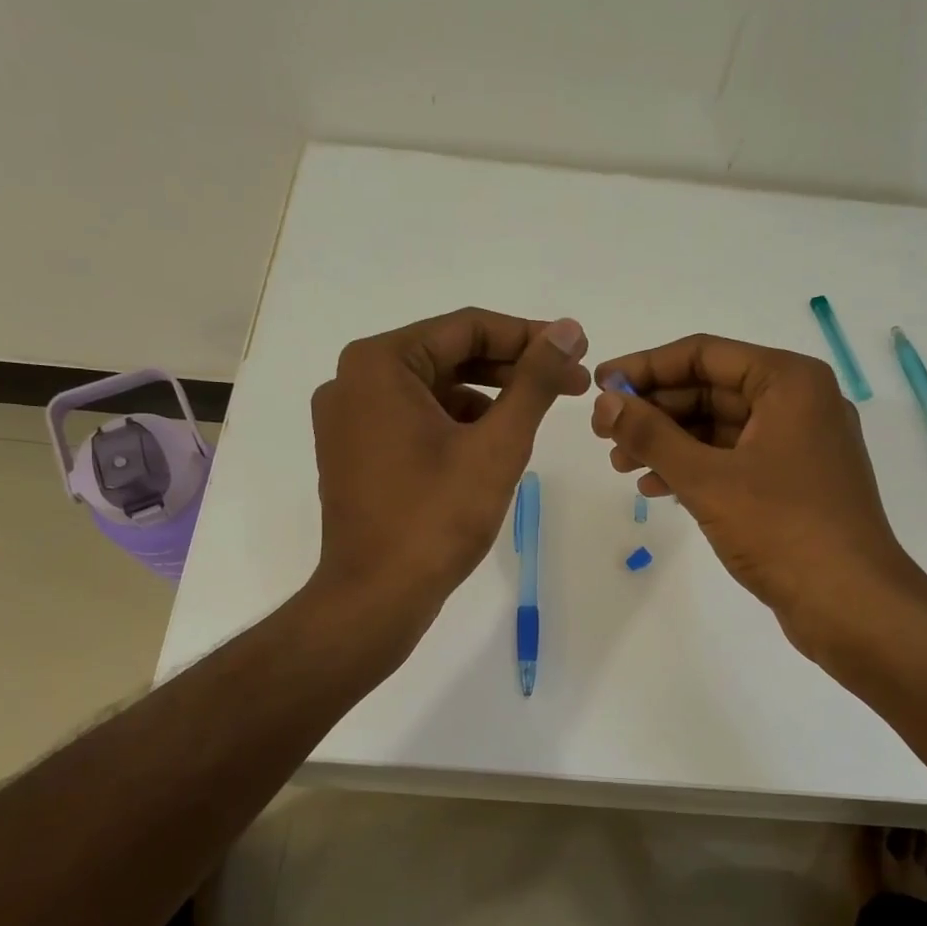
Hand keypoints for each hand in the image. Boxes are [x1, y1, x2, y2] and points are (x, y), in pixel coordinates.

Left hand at [311, 308, 589, 625]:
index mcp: (379, 363)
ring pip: (433, 390)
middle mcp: (353, 380)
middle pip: (449, 356)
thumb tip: (567, 329)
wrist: (376, 598)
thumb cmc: (437, 517)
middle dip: (513, 369)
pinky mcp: (355, 452)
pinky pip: (414, 419)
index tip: (577, 351)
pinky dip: (456, 424)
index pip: (467, 327)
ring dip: (488, 397)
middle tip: (573, 384)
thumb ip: (535, 381)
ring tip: (537, 417)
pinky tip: (494, 445)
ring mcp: (349, 418)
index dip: (529, 337)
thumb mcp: (498, 444)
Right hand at [591, 334, 926, 657]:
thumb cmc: (782, 529)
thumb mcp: (707, 479)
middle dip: (655, 411)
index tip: (601, 385)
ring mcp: (799, 445)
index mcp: (789, 381)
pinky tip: (656, 488)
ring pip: (720, 427)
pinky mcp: (795, 482)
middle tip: (605, 432)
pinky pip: (735, 459)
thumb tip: (605, 403)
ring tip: (621, 465)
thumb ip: (651, 436)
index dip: (646, 367)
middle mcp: (799, 402)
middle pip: (711, 388)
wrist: (852, 604)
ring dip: (669, 443)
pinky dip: (696, 468)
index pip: (704, 354)